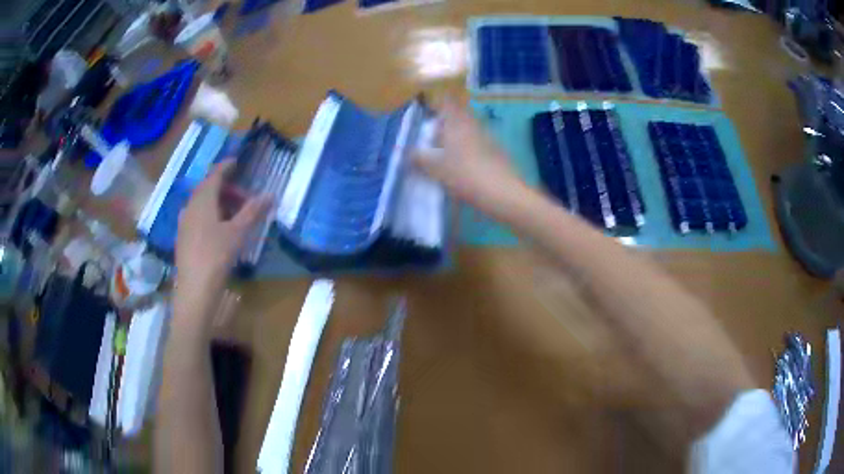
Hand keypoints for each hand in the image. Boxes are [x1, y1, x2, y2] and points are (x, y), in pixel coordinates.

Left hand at [174, 161, 268, 328]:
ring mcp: (184, 223)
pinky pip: (197, 217)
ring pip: (201, 204)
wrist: (194, 289)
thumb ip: (253, 211)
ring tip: (234, 215)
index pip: (215, 175)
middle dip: (226, 189)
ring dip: (218, 203)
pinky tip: (219, 230)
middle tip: (243, 197)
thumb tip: (270, 195)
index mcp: (203, 199)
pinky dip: (210, 215)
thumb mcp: (238, 232)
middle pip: (207, 189)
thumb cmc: (216, 255)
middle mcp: (190, 206)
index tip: (237, 162)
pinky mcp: (183, 238)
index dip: (226, 166)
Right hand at [414, 100, 529, 219]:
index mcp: (456, 122)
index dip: (436, 102)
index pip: (446, 102)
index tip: (425, 111)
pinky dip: (468, 149)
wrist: (501, 192)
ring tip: (444, 153)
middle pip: (458, 115)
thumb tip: (409, 152)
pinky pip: (477, 143)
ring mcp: (487, 137)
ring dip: (457, 136)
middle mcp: (472, 124)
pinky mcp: (496, 151)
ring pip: (468, 129)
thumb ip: (419, 158)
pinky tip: (462, 165)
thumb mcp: (435, 168)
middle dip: (445, 122)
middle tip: (432, 136)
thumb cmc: (464, 174)